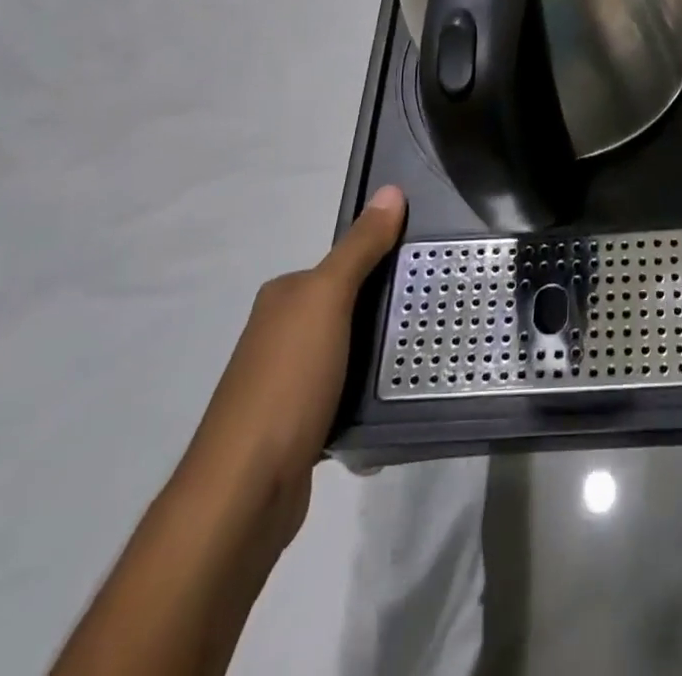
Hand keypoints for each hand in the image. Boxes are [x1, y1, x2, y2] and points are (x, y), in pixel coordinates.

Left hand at [174, 185, 406, 542]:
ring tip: (428, 354)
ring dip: (379, 355)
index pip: (343, 263)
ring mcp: (287, 381)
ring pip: (349, 351)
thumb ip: (360, 248)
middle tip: (436, 311)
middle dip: (386, 309)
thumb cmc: (287, 382)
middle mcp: (280, 332)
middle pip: (348, 306)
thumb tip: (391, 190)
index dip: (384, 260)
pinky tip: (395, 402)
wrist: (245, 492)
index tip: (428, 268)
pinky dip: (367, 395)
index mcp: (284, 296)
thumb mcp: (328, 300)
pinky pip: (344, 393)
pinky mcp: (298, 424)